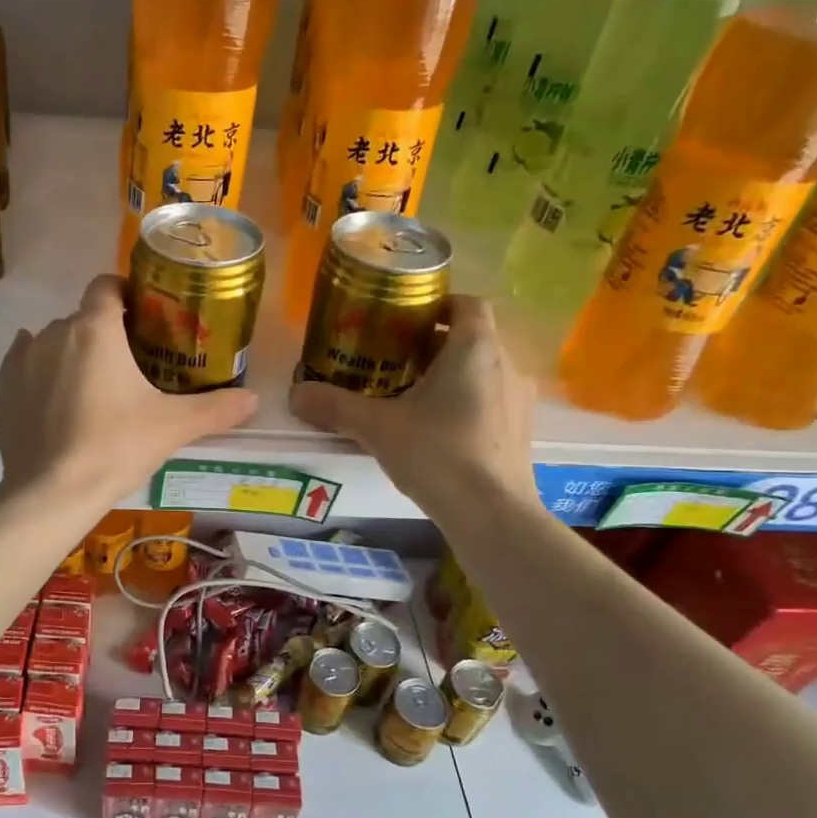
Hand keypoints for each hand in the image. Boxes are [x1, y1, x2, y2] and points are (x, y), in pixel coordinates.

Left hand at [0, 275, 258, 503]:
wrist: (51, 493)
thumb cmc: (115, 447)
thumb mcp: (173, 427)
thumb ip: (216, 409)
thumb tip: (254, 400)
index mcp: (95, 329)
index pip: (107, 285)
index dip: (126, 294)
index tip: (143, 318)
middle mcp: (54, 332)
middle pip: (83, 318)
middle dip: (104, 335)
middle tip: (128, 369)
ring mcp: (22, 359)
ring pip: (53, 342)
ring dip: (72, 355)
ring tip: (92, 392)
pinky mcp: (2, 388)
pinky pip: (24, 364)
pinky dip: (41, 372)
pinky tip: (55, 396)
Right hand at [288, 296, 536, 511]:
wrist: (492, 514)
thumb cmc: (437, 454)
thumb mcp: (377, 427)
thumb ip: (335, 406)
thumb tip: (294, 394)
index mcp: (475, 348)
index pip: (467, 303)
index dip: (439, 305)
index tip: (406, 320)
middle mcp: (505, 364)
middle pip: (472, 338)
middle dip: (434, 345)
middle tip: (395, 361)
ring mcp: (519, 399)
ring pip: (483, 371)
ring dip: (452, 376)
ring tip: (414, 398)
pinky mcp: (522, 431)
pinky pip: (492, 401)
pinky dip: (468, 403)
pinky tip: (440, 431)